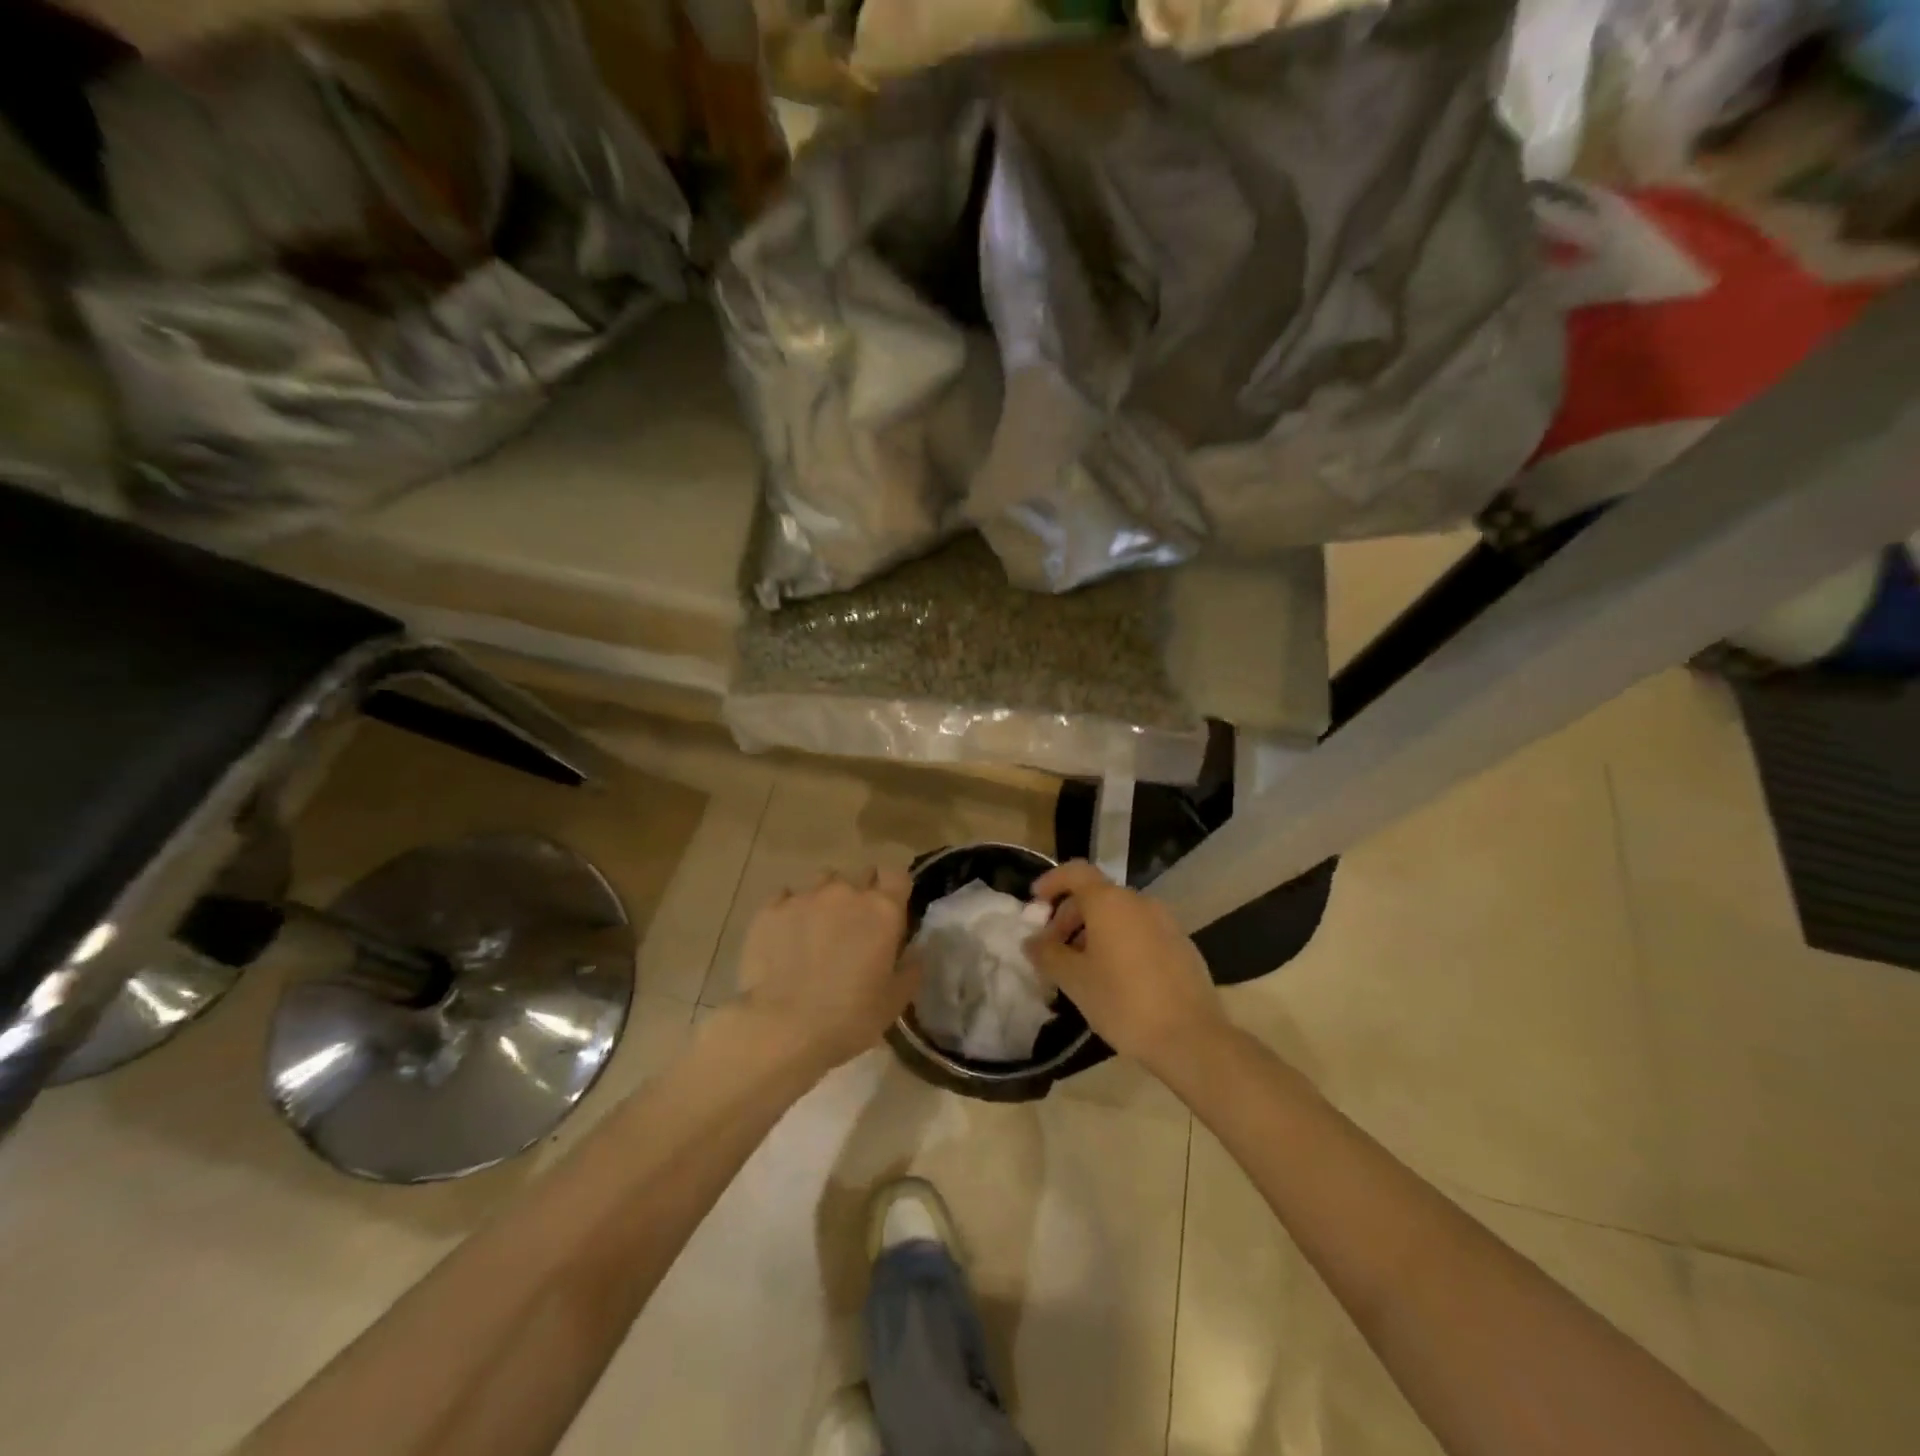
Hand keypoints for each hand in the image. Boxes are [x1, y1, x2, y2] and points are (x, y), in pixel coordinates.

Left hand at [735, 866, 919, 1073]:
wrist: (782, 1028)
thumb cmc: (849, 1017)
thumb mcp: (894, 1001)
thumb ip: (911, 968)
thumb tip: (915, 950)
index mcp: (883, 910)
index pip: (897, 874)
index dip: (894, 889)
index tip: (891, 909)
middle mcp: (846, 892)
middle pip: (861, 875)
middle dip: (862, 893)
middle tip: (855, 926)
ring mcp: (806, 896)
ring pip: (823, 881)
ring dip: (827, 898)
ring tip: (818, 928)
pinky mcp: (771, 909)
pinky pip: (786, 897)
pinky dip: (791, 910)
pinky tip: (787, 936)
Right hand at [1027, 861, 1225, 1072]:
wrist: (1191, 1037)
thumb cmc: (1123, 1002)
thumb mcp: (1075, 980)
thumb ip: (1047, 954)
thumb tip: (1031, 941)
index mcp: (1109, 902)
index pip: (1075, 873)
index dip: (1052, 882)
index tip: (1035, 902)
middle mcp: (1139, 902)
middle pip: (1096, 895)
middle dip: (1070, 916)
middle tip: (1054, 949)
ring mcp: (1165, 922)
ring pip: (1119, 915)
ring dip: (1094, 931)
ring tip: (1082, 967)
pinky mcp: (1182, 944)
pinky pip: (1141, 931)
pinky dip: (1120, 942)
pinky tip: (1116, 977)